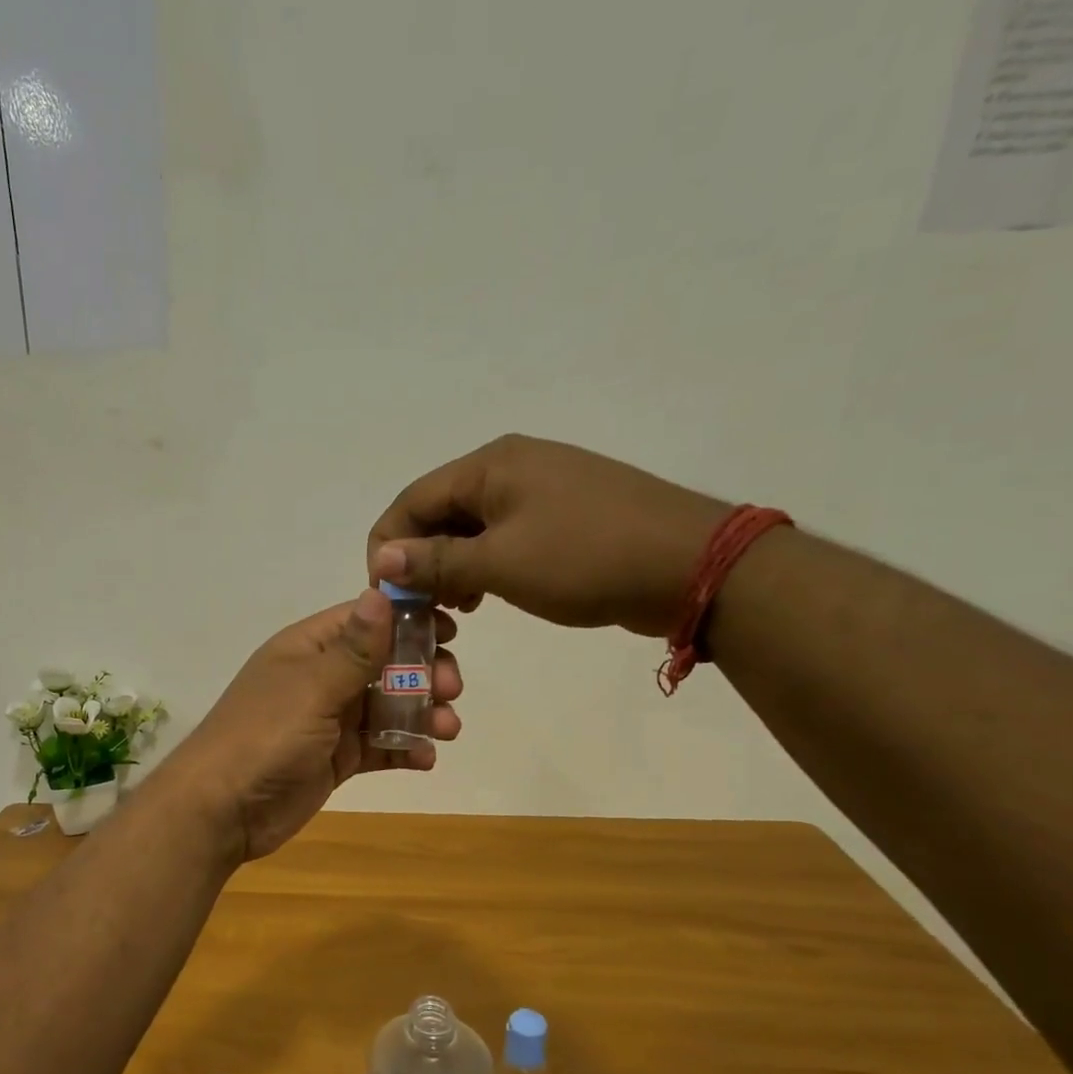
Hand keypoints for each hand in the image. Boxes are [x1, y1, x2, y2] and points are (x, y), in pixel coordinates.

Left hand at [162, 590, 462, 860]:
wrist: (223, 810)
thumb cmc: (265, 737)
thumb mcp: (313, 688)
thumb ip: (353, 648)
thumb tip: (380, 591)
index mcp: (308, 649)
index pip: (364, 620)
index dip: (408, 621)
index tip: (451, 630)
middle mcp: (320, 678)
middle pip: (383, 664)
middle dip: (422, 672)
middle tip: (451, 689)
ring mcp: (328, 721)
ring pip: (386, 706)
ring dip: (421, 713)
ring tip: (446, 729)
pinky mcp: (335, 759)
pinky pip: (378, 746)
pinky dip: (404, 749)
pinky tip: (425, 758)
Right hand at [367, 434, 730, 636]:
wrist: (690, 565)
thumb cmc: (585, 558)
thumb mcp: (501, 563)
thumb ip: (436, 560)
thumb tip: (382, 557)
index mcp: (490, 465)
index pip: (412, 500)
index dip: (388, 546)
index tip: (384, 594)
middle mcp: (510, 466)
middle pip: (439, 512)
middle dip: (421, 560)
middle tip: (420, 608)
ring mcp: (540, 489)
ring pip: (471, 527)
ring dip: (451, 567)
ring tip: (454, 608)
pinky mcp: (562, 515)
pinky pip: (503, 536)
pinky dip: (483, 566)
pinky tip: (485, 596)